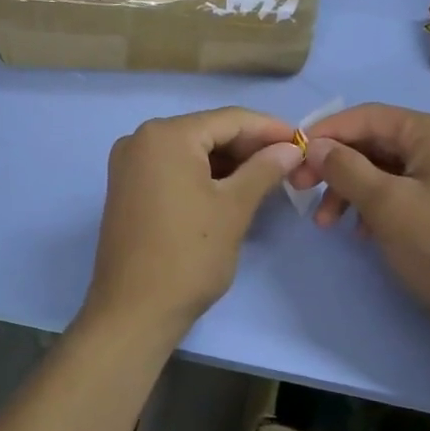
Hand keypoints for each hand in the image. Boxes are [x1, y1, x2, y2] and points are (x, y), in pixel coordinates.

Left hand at [80, 107, 303, 346]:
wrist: (134, 311)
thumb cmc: (189, 255)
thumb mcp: (234, 208)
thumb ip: (265, 169)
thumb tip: (290, 148)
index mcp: (166, 135)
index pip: (229, 119)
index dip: (269, 128)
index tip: (303, 141)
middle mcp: (141, 139)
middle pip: (207, 131)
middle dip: (249, 146)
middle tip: (289, 162)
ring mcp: (129, 164)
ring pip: (191, 151)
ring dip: (228, 161)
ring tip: (267, 177)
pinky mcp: (127, 187)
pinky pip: (173, 168)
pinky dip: (203, 175)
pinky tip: (232, 188)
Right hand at [290, 104, 429, 344]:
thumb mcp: (386, 205)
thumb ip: (345, 168)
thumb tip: (314, 146)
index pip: (370, 116)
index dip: (327, 132)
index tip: (292, 155)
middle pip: (374, 142)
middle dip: (335, 166)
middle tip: (301, 190)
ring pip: (382, 169)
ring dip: (349, 190)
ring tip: (325, 223)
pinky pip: (397, 190)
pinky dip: (371, 205)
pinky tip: (357, 233)